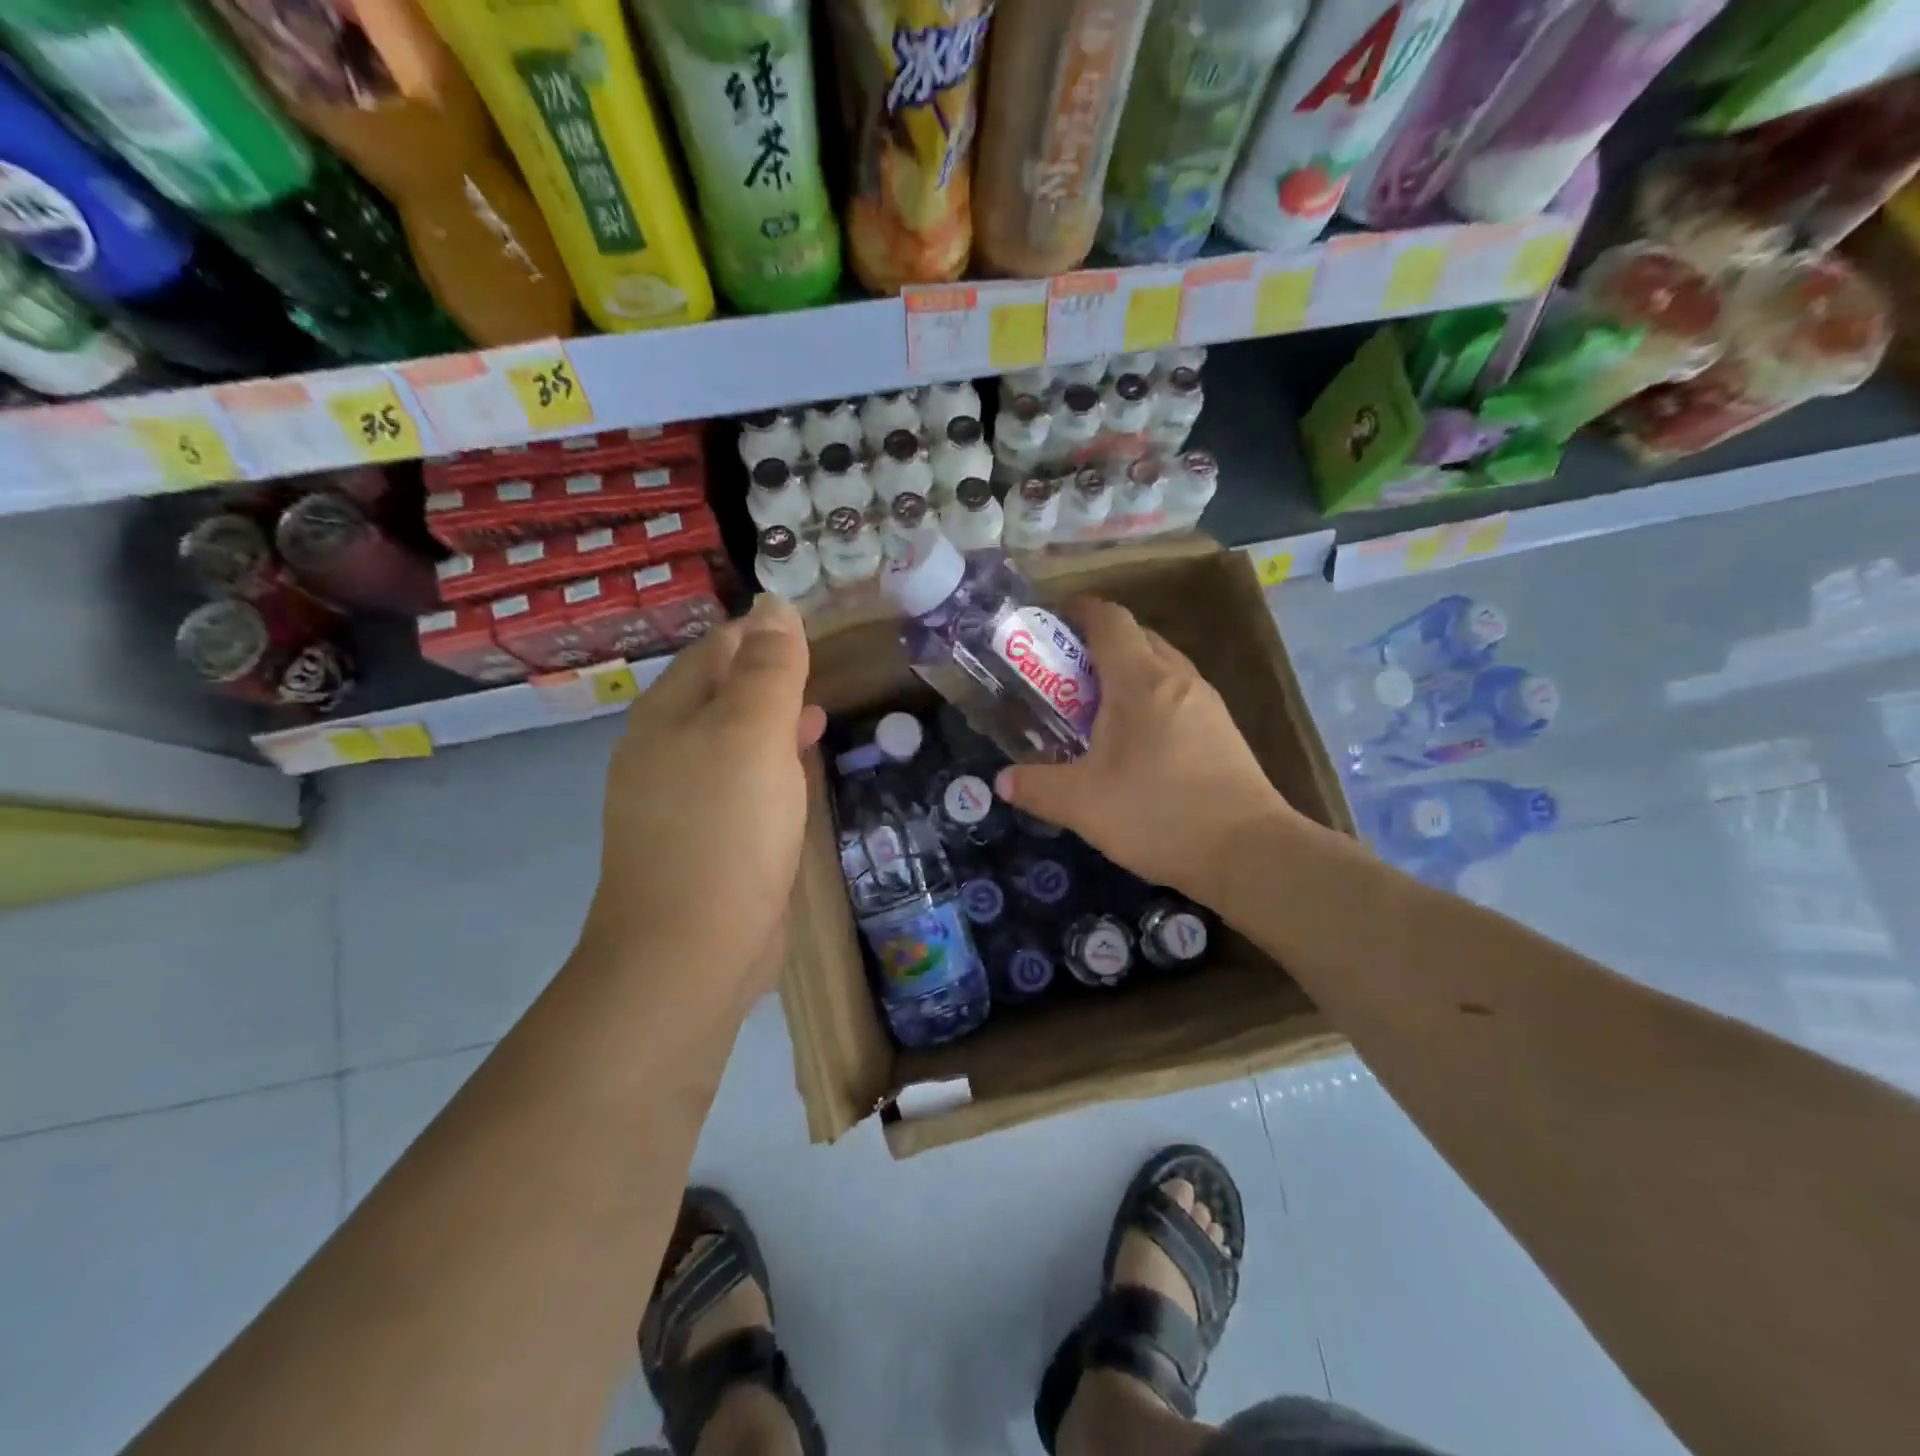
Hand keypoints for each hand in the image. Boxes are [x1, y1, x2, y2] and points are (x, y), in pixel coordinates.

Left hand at [583, 594, 825, 1009]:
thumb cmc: (725, 829)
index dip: (763, 633)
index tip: (815, 628)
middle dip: (769, 676)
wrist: (690, 950)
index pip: (716, 649)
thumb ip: (768, 667)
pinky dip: (768, 767)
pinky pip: (738, 785)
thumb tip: (775, 603)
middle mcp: (664, 750)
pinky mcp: (702, 839)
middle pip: (721, 693)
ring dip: (771, 722)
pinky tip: (797, 775)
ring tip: (818, 714)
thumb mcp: (753, 734)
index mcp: (668, 714)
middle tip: (822, 668)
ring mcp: (679, 799)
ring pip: (732, 741)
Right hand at [994, 598, 1297, 905]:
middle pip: (1135, 637)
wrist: (1250, 852)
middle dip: (1095, 647)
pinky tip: (1134, 744)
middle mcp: (1177, 678)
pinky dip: (1148, 700)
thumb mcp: (1082, 804)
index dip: (1077, 612)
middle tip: (1061, 679)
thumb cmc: (1159, 814)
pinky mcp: (1222, 730)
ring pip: (1159, 666)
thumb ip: (1036, 787)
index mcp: (1140, 680)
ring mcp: (1206, 703)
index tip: (1049, 626)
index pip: (1109, 619)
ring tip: (1093, 712)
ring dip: (1123, 676)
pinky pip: (1176, 694)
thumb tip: (1003, 780)